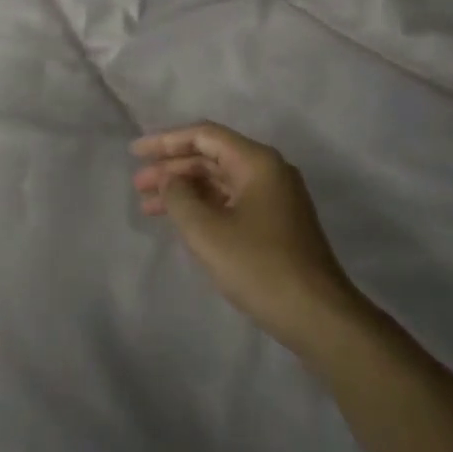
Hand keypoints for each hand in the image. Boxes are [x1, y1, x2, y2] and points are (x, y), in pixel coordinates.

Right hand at [133, 122, 364, 356]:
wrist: (317, 315)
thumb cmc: (259, 266)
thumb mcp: (207, 231)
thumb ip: (179, 197)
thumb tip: (170, 180)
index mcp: (257, 162)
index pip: (204, 136)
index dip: (165, 141)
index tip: (135, 153)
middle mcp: (269, 171)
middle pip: (212, 156)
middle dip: (172, 168)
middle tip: (137, 185)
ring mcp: (275, 198)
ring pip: (220, 181)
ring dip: (185, 189)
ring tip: (148, 206)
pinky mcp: (276, 223)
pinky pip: (232, 201)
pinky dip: (203, 206)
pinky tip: (181, 221)